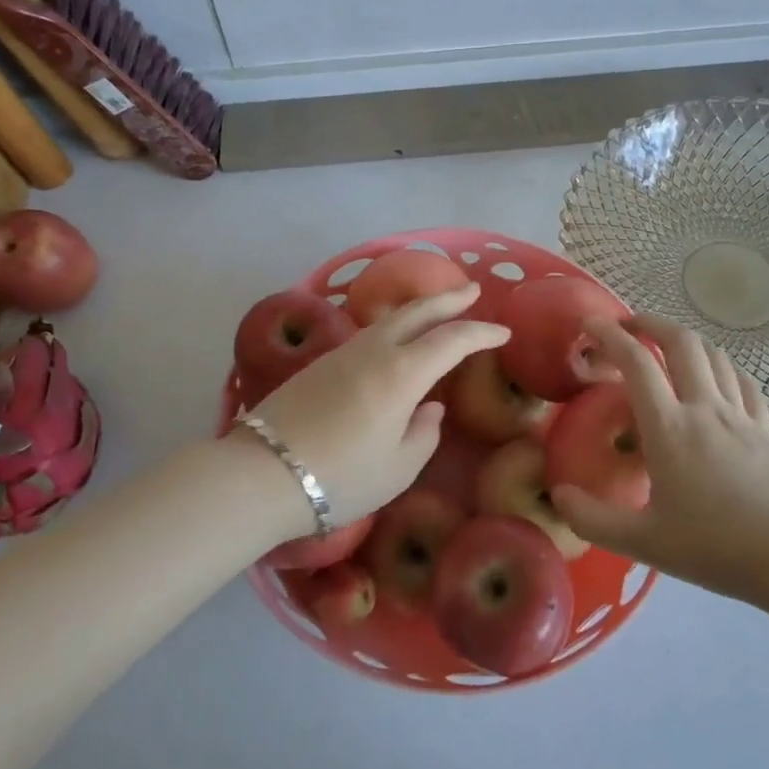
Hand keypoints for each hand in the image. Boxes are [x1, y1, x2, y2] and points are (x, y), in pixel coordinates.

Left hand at [252, 282, 505, 524]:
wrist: (265, 472)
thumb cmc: (342, 477)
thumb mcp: (398, 468)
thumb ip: (423, 434)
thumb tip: (429, 408)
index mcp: (401, 373)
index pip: (451, 340)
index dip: (481, 332)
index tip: (504, 331)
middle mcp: (374, 351)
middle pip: (417, 312)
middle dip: (449, 299)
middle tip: (472, 291)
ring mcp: (343, 353)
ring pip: (389, 319)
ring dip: (418, 310)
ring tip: (436, 310)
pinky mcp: (320, 363)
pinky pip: (368, 333)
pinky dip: (392, 326)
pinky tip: (394, 339)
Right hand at [550, 315, 768, 610]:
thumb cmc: (716, 547)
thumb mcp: (643, 542)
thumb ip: (592, 520)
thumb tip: (558, 495)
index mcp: (670, 428)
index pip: (636, 363)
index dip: (609, 335)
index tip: (589, 323)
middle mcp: (704, 408)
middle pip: (681, 341)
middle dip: (649, 322)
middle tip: (626, 326)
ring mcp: (740, 415)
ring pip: (714, 354)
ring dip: (684, 340)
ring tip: (665, 346)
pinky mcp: (766, 428)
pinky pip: (743, 380)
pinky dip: (722, 366)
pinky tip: (716, 375)